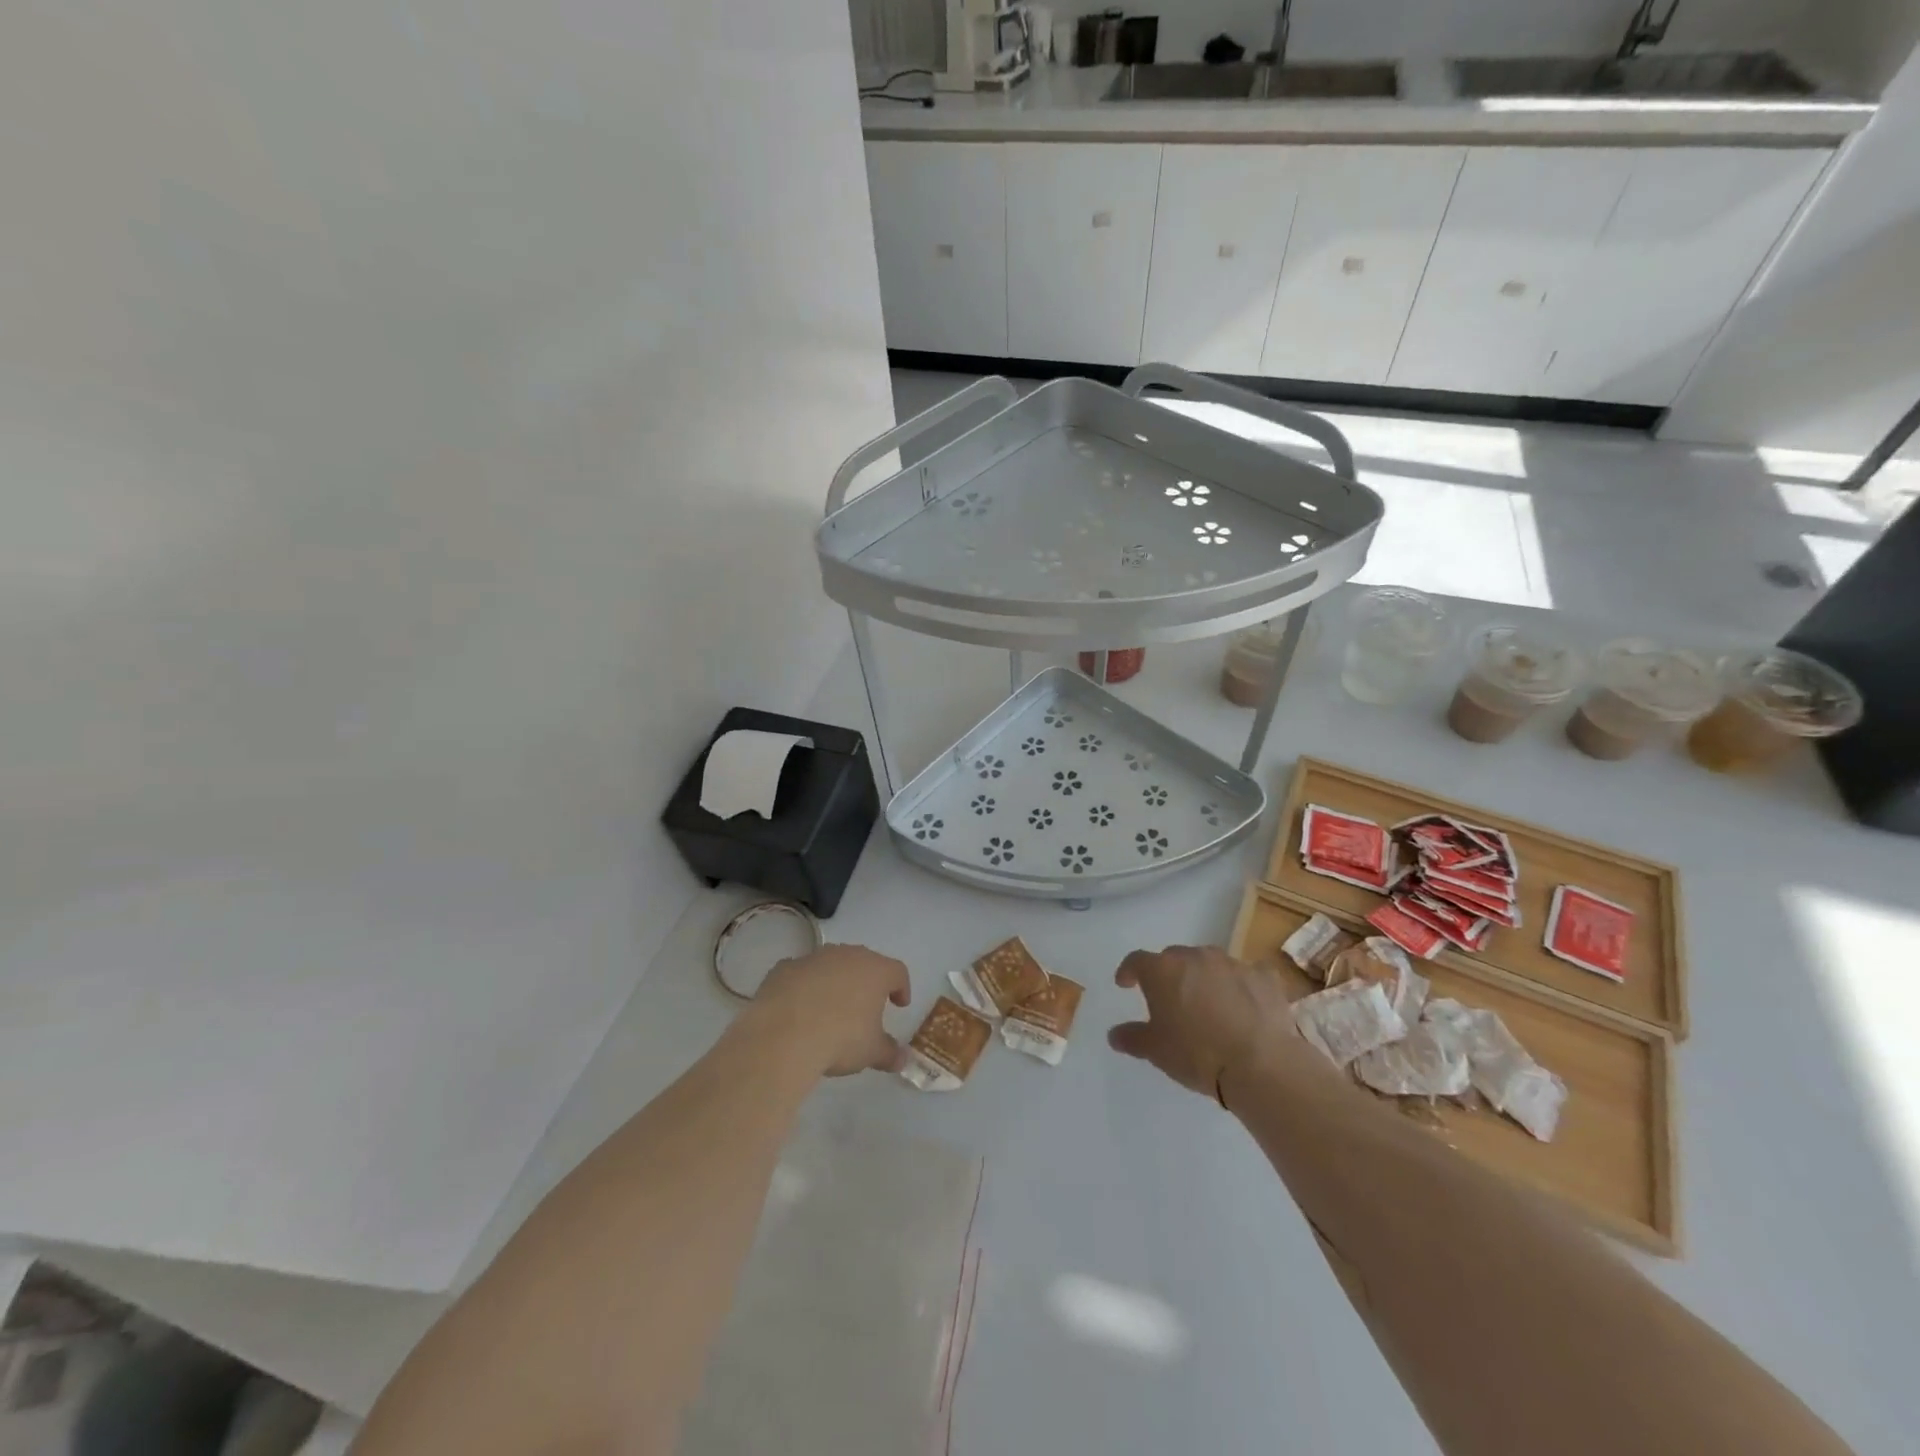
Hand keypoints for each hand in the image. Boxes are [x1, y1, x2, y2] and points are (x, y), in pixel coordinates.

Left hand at [748, 944, 911, 1076]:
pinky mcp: (784, 968)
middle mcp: (846, 956)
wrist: (783, 1035)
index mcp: (875, 971)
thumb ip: (889, 1053)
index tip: (899, 1004)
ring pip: (831, 965)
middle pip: (863, 962)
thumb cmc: (840, 1039)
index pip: (897, 972)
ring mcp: (814, 958)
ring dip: (834, 982)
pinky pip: (801, 973)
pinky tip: (798, 1008)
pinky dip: (804, 986)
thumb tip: (902, 1059)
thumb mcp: (871, 1052)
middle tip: (865, 1006)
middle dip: (866, 982)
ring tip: (829, 1008)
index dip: (901, 987)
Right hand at [1107, 944, 1314, 1100]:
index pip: (1137, 961)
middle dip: (1169, 974)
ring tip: (1209, 1003)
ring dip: (1204, 977)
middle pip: (1175, 958)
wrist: (1260, 1064)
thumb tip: (1114, 1035)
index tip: (1126, 984)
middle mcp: (1195, 957)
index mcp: (1163, 970)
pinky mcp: (1264, 977)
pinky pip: (1248, 974)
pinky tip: (1246, 1004)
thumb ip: (1132, 1038)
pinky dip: (1242, 985)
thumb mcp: (1156, 1051)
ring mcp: (1232, 963)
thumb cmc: (1197, 1054)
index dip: (1129, 971)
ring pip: (1210, 963)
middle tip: (1170, 999)